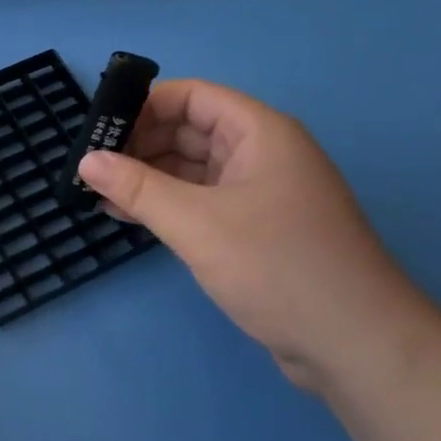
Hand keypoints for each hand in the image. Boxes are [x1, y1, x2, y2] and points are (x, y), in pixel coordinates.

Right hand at [76, 80, 430, 392]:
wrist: (355, 344)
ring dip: (149, 178)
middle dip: (140, 144)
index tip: (100, 129)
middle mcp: (261, 154)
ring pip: (194, 170)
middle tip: (91, 167)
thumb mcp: (197, 223)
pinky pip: (203, 203)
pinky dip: (168, 206)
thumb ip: (138, 188)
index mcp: (259, 132)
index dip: (144, 106)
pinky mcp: (256, 231)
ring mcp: (260, 194)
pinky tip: (129, 217)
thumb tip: (86, 161)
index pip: (192, 96)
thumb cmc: (277, 266)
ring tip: (98, 193)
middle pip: (191, 131)